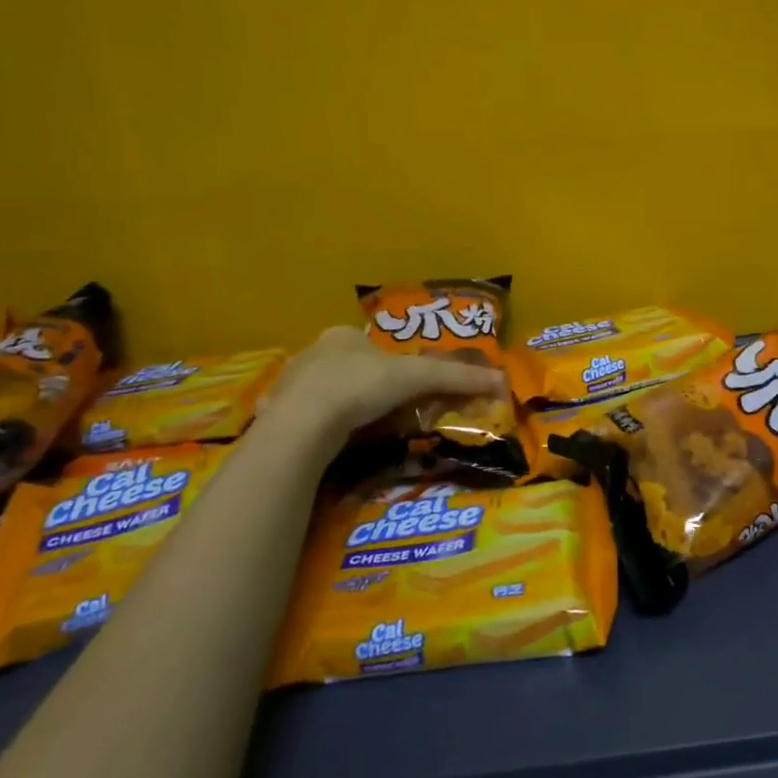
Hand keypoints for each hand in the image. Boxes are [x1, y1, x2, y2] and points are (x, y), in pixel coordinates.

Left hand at [261, 327, 505, 438]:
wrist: (302, 424)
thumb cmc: (361, 387)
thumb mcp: (417, 378)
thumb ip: (457, 378)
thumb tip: (501, 379)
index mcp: (344, 336)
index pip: (372, 344)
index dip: (391, 365)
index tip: (403, 387)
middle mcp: (314, 353)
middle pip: (349, 367)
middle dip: (365, 386)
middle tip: (384, 411)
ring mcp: (290, 384)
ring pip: (324, 392)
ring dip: (340, 406)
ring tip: (359, 429)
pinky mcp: (276, 415)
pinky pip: (302, 418)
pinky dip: (316, 427)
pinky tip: (327, 442)